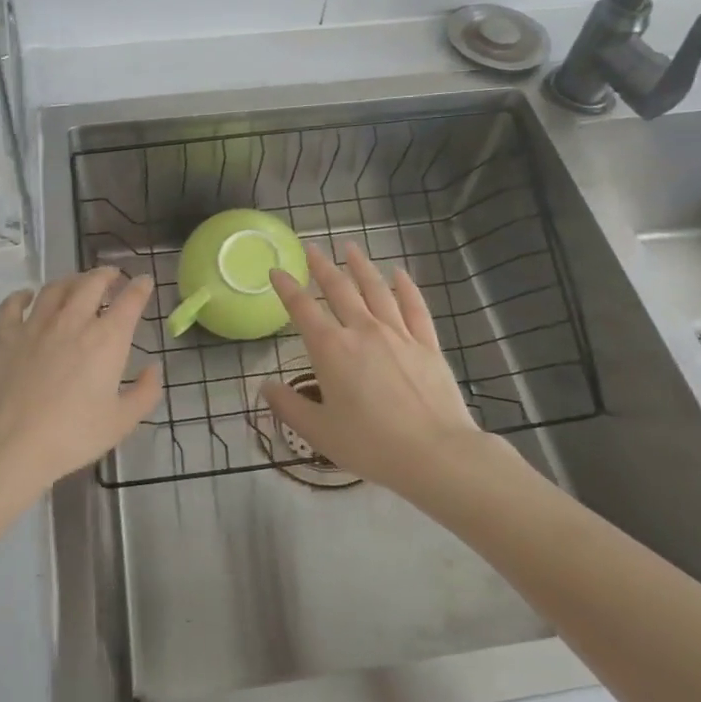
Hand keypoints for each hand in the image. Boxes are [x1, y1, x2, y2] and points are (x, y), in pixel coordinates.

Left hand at [0, 268, 161, 489]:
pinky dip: (22, 295)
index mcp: (107, 339)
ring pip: (56, 288)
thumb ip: (145, 393)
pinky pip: (13, 304)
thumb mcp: (121, 422)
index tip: (144, 281)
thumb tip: (153, 368)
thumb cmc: (71, 436)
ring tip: (76, 283)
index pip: (130, 300)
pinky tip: (26, 296)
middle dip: (106, 275)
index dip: (140, 287)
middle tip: (112, 276)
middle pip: (92, 283)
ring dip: (71, 280)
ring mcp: (35, 324)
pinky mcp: (4, 334)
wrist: (9, 444)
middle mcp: (73, 321)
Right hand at [263, 243, 484, 495]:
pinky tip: (398, 274)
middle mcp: (363, 331)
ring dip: (361, 266)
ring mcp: (398, 334)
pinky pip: (415, 307)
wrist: (435, 453)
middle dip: (322, 267)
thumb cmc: (371, 445)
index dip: (287, 288)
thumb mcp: (319, 432)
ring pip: (376, 290)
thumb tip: (265, 386)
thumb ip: (289, 406)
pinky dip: (405, 287)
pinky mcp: (427, 344)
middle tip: (312, 248)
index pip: (302, 309)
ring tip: (350, 248)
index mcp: (331, 350)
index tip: (276, 271)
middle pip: (339, 289)